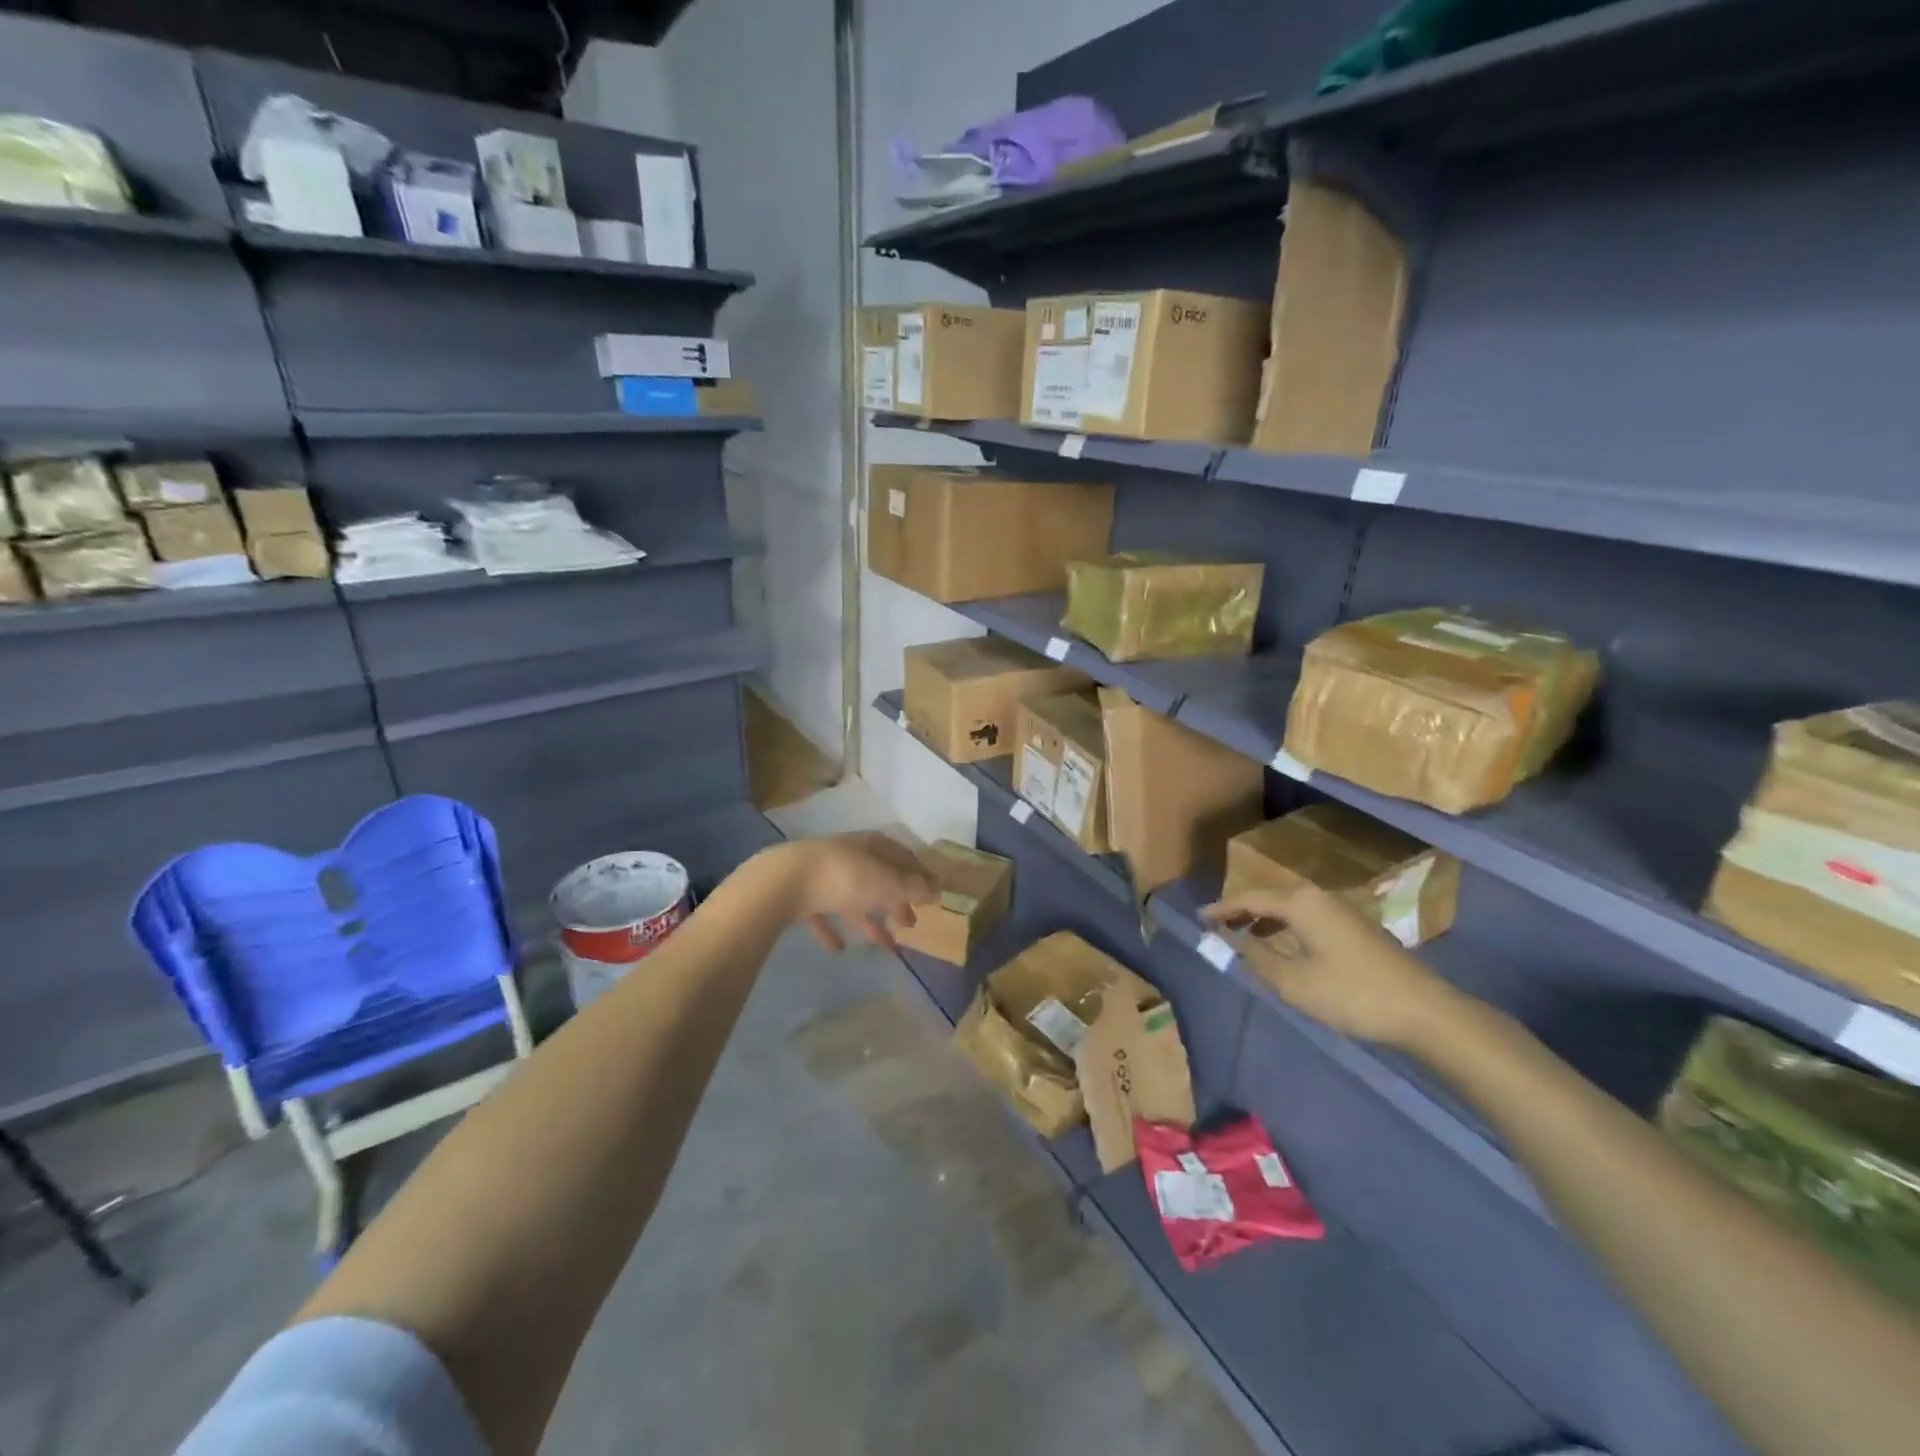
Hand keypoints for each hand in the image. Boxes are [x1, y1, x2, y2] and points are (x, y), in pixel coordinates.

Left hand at [773, 833, 936, 952]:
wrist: (785, 881)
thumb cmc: (846, 877)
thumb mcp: (888, 882)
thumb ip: (913, 887)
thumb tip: (937, 889)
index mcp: (873, 846)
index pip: (904, 857)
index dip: (920, 876)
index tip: (933, 896)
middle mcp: (850, 855)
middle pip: (880, 878)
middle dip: (897, 900)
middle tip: (911, 923)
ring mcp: (823, 874)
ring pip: (853, 898)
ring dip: (869, 919)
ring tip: (885, 945)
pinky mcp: (801, 895)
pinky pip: (822, 914)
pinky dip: (833, 929)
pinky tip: (839, 948)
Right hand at [1200, 882, 1463, 1048]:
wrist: (1423, 1011)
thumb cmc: (1351, 994)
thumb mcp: (1293, 982)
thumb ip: (1255, 958)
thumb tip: (1230, 941)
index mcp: (1300, 903)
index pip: (1249, 898)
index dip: (1221, 908)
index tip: (1198, 918)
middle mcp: (1318, 897)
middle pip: (1270, 898)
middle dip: (1241, 911)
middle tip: (1217, 926)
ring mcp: (1341, 911)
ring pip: (1290, 908)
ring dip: (1264, 920)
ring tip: (1243, 937)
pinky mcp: (1355, 928)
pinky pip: (1307, 918)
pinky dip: (1285, 927)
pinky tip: (1282, 947)